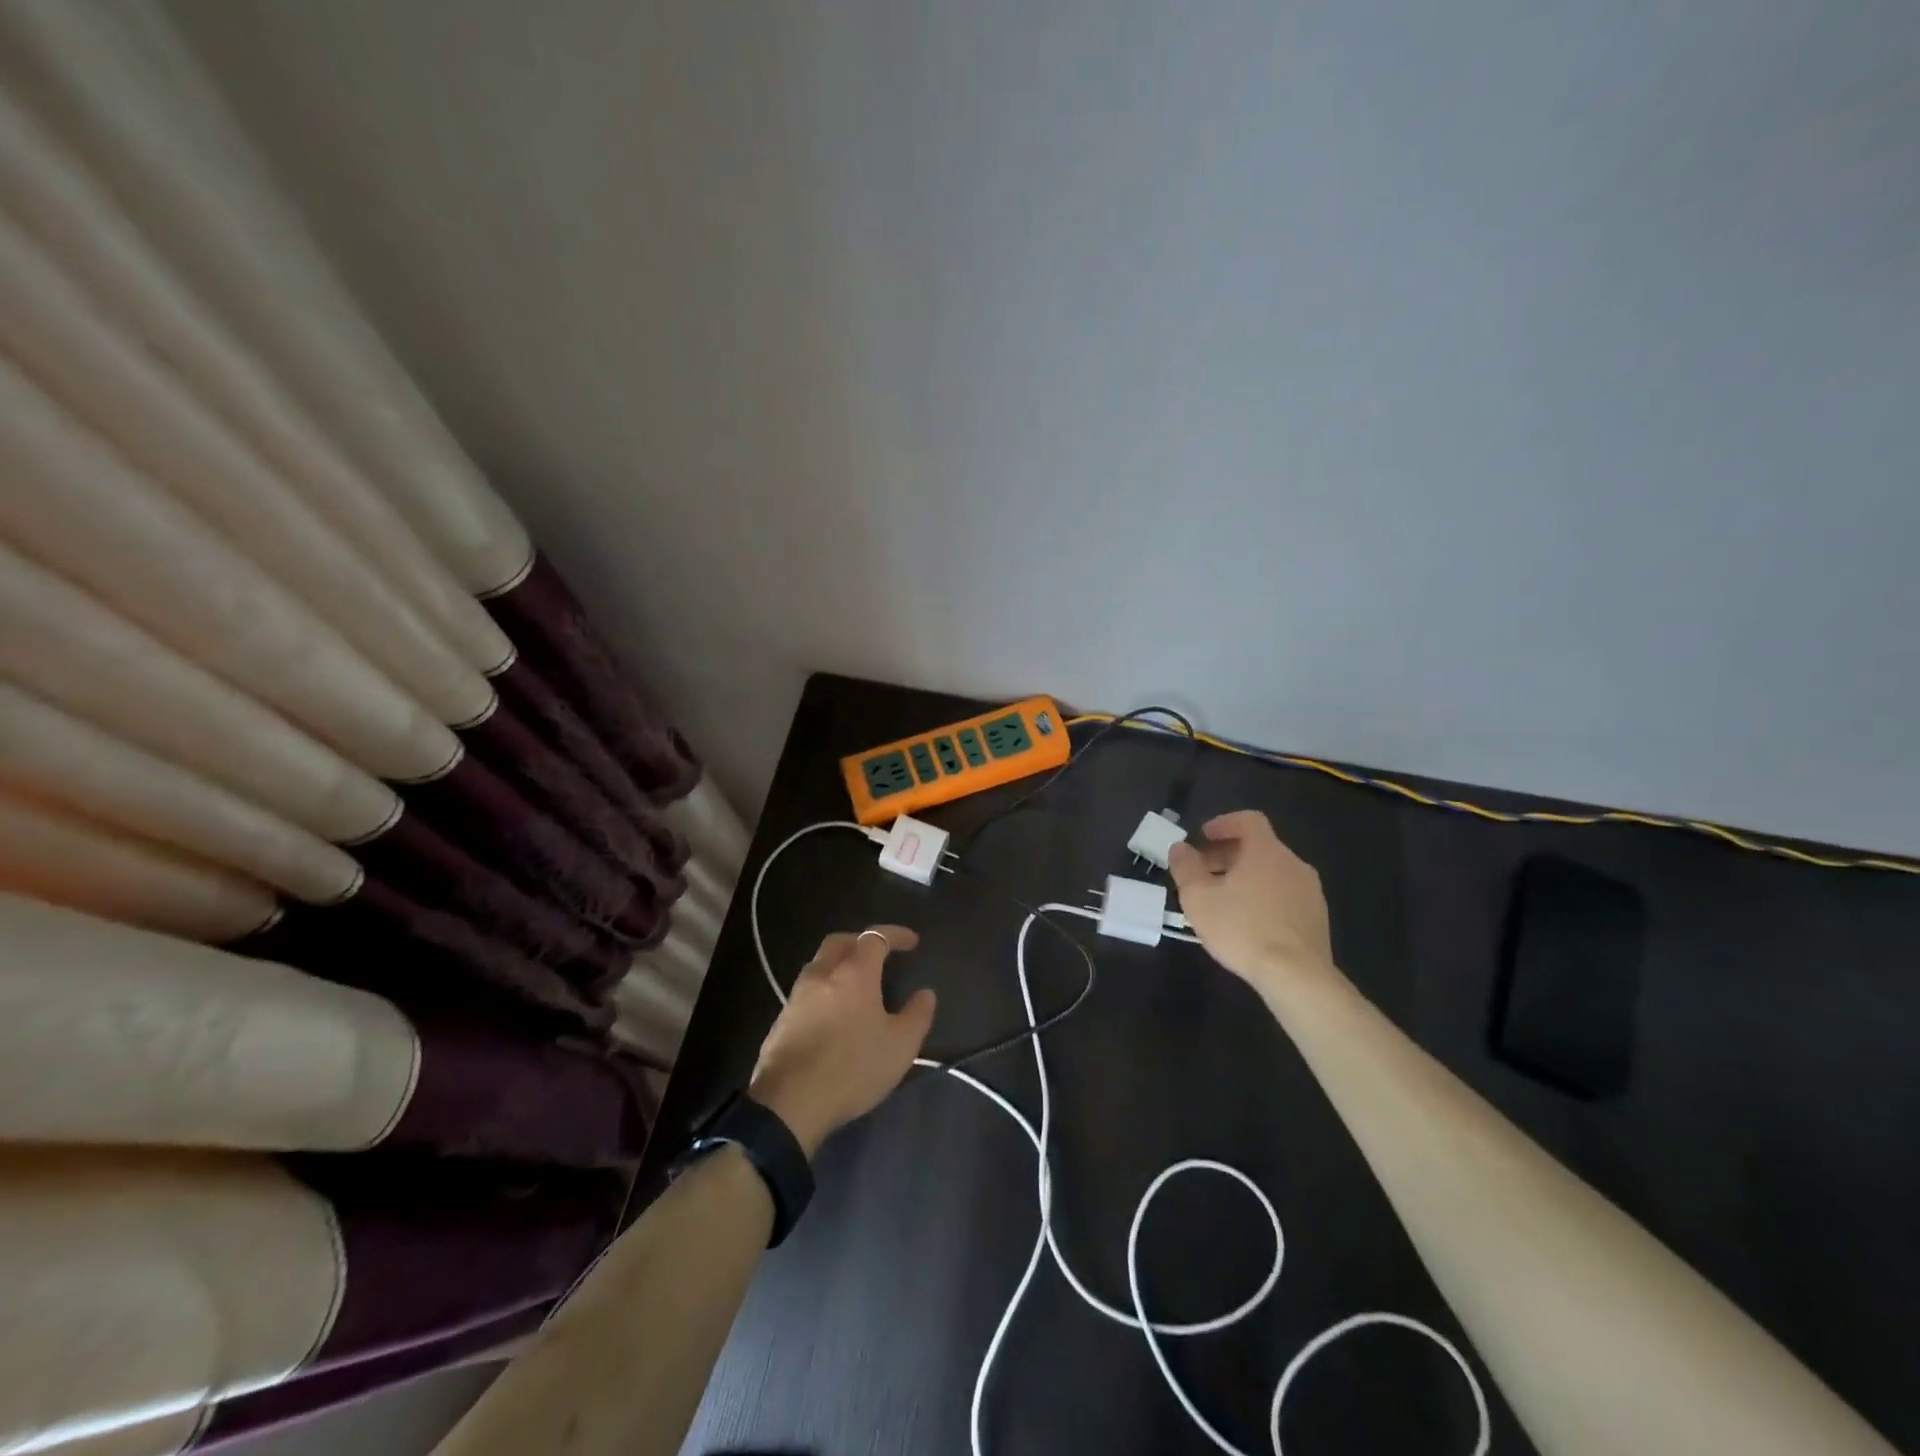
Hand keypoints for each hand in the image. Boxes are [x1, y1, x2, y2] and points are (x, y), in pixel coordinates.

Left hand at [749, 926, 936, 1157]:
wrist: (788, 1103)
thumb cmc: (852, 1067)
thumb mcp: (900, 1046)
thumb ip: (917, 1015)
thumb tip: (925, 994)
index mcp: (853, 972)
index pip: (875, 937)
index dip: (896, 935)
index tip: (913, 941)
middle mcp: (822, 974)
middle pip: (840, 942)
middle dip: (862, 941)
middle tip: (880, 954)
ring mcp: (797, 995)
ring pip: (820, 964)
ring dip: (840, 964)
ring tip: (858, 984)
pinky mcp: (782, 1019)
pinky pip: (808, 990)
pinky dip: (826, 988)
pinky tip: (835, 1012)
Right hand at [1166, 811, 1339, 997]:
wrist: (1296, 975)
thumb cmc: (1242, 929)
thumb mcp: (1199, 898)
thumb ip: (1186, 867)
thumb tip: (1180, 848)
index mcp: (1266, 851)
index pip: (1249, 820)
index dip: (1224, 823)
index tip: (1204, 836)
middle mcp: (1293, 863)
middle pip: (1259, 847)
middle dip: (1227, 854)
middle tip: (1203, 872)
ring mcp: (1310, 891)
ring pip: (1272, 872)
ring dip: (1245, 877)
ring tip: (1222, 900)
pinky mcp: (1317, 917)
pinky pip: (1285, 894)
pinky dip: (1263, 896)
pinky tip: (1247, 922)